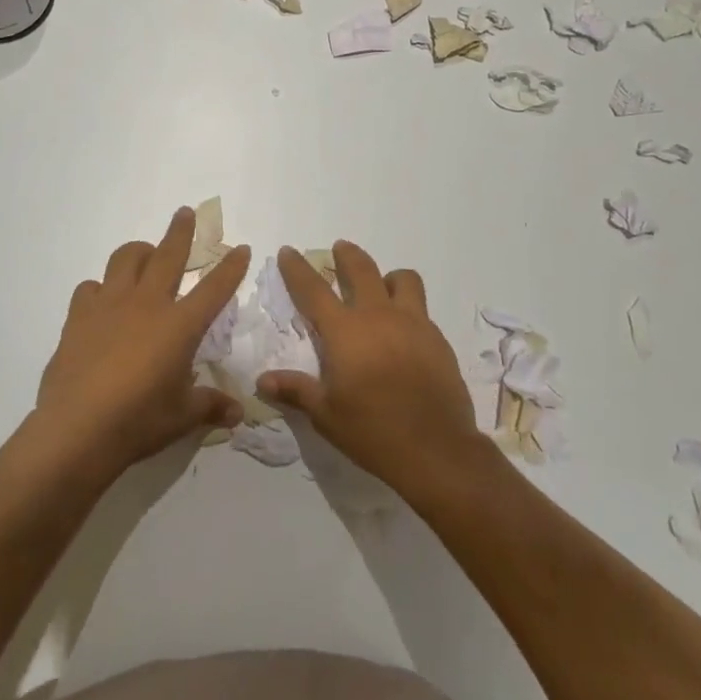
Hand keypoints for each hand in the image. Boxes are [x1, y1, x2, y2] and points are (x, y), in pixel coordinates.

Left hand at [35, 207, 249, 475]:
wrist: (76, 429)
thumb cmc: (138, 422)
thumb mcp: (182, 417)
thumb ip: (210, 406)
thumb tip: (238, 412)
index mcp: (179, 326)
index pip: (214, 288)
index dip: (231, 267)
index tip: (240, 248)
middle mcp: (147, 304)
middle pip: (168, 255)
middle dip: (181, 231)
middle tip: (185, 213)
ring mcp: (109, 305)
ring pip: (125, 258)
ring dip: (139, 251)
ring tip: (145, 256)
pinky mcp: (79, 316)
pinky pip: (91, 287)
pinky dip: (101, 288)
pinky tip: (103, 302)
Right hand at [258, 242, 488, 492]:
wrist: (436, 450)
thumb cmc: (373, 431)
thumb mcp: (326, 415)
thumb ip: (296, 390)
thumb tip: (262, 380)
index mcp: (345, 331)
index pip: (313, 289)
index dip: (297, 268)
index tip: (288, 251)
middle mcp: (378, 316)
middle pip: (361, 269)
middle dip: (347, 255)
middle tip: (340, 249)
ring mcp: (413, 323)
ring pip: (402, 279)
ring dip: (387, 277)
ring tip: (381, 286)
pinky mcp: (437, 338)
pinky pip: (421, 308)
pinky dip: (409, 308)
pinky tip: (405, 331)